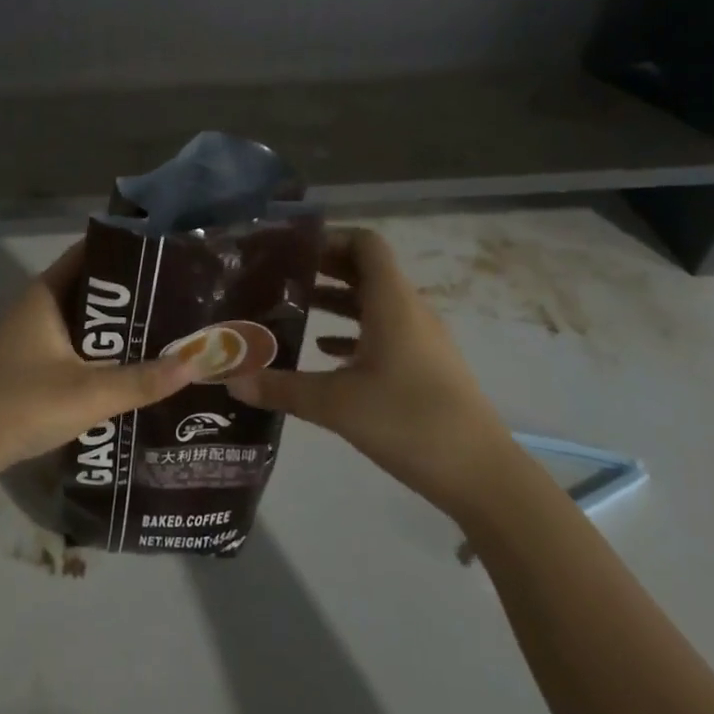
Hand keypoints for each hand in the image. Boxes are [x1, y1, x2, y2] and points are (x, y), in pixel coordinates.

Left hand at [0, 243, 196, 483]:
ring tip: (164, 325)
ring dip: (116, 322)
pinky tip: (130, 360)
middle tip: (176, 293)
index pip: (90, 253)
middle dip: (130, 291)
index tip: (165, 252)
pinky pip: (74, 341)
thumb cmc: (23, 404)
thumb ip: (143, 380)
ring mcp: (32, 334)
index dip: (125, 249)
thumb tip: (198, 361)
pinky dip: (100, 345)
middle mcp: (38, 305)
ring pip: (83, 318)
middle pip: (91, 286)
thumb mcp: (89, 393)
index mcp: (46, 294)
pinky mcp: (31, 361)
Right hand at [224, 227, 515, 515]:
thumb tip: (230, 379)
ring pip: (374, 302)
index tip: (291, 249)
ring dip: (337, 300)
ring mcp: (421, 339)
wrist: (483, 476)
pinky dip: (354, 332)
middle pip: (366, 269)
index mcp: (392, 301)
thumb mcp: (336, 404)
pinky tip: (324, 352)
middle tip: (280, 276)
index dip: (329, 238)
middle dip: (324, 268)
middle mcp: (409, 310)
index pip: (365, 243)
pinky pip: (385, 332)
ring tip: (294, 309)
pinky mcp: (426, 366)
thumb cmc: (409, 421)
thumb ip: (281, 388)